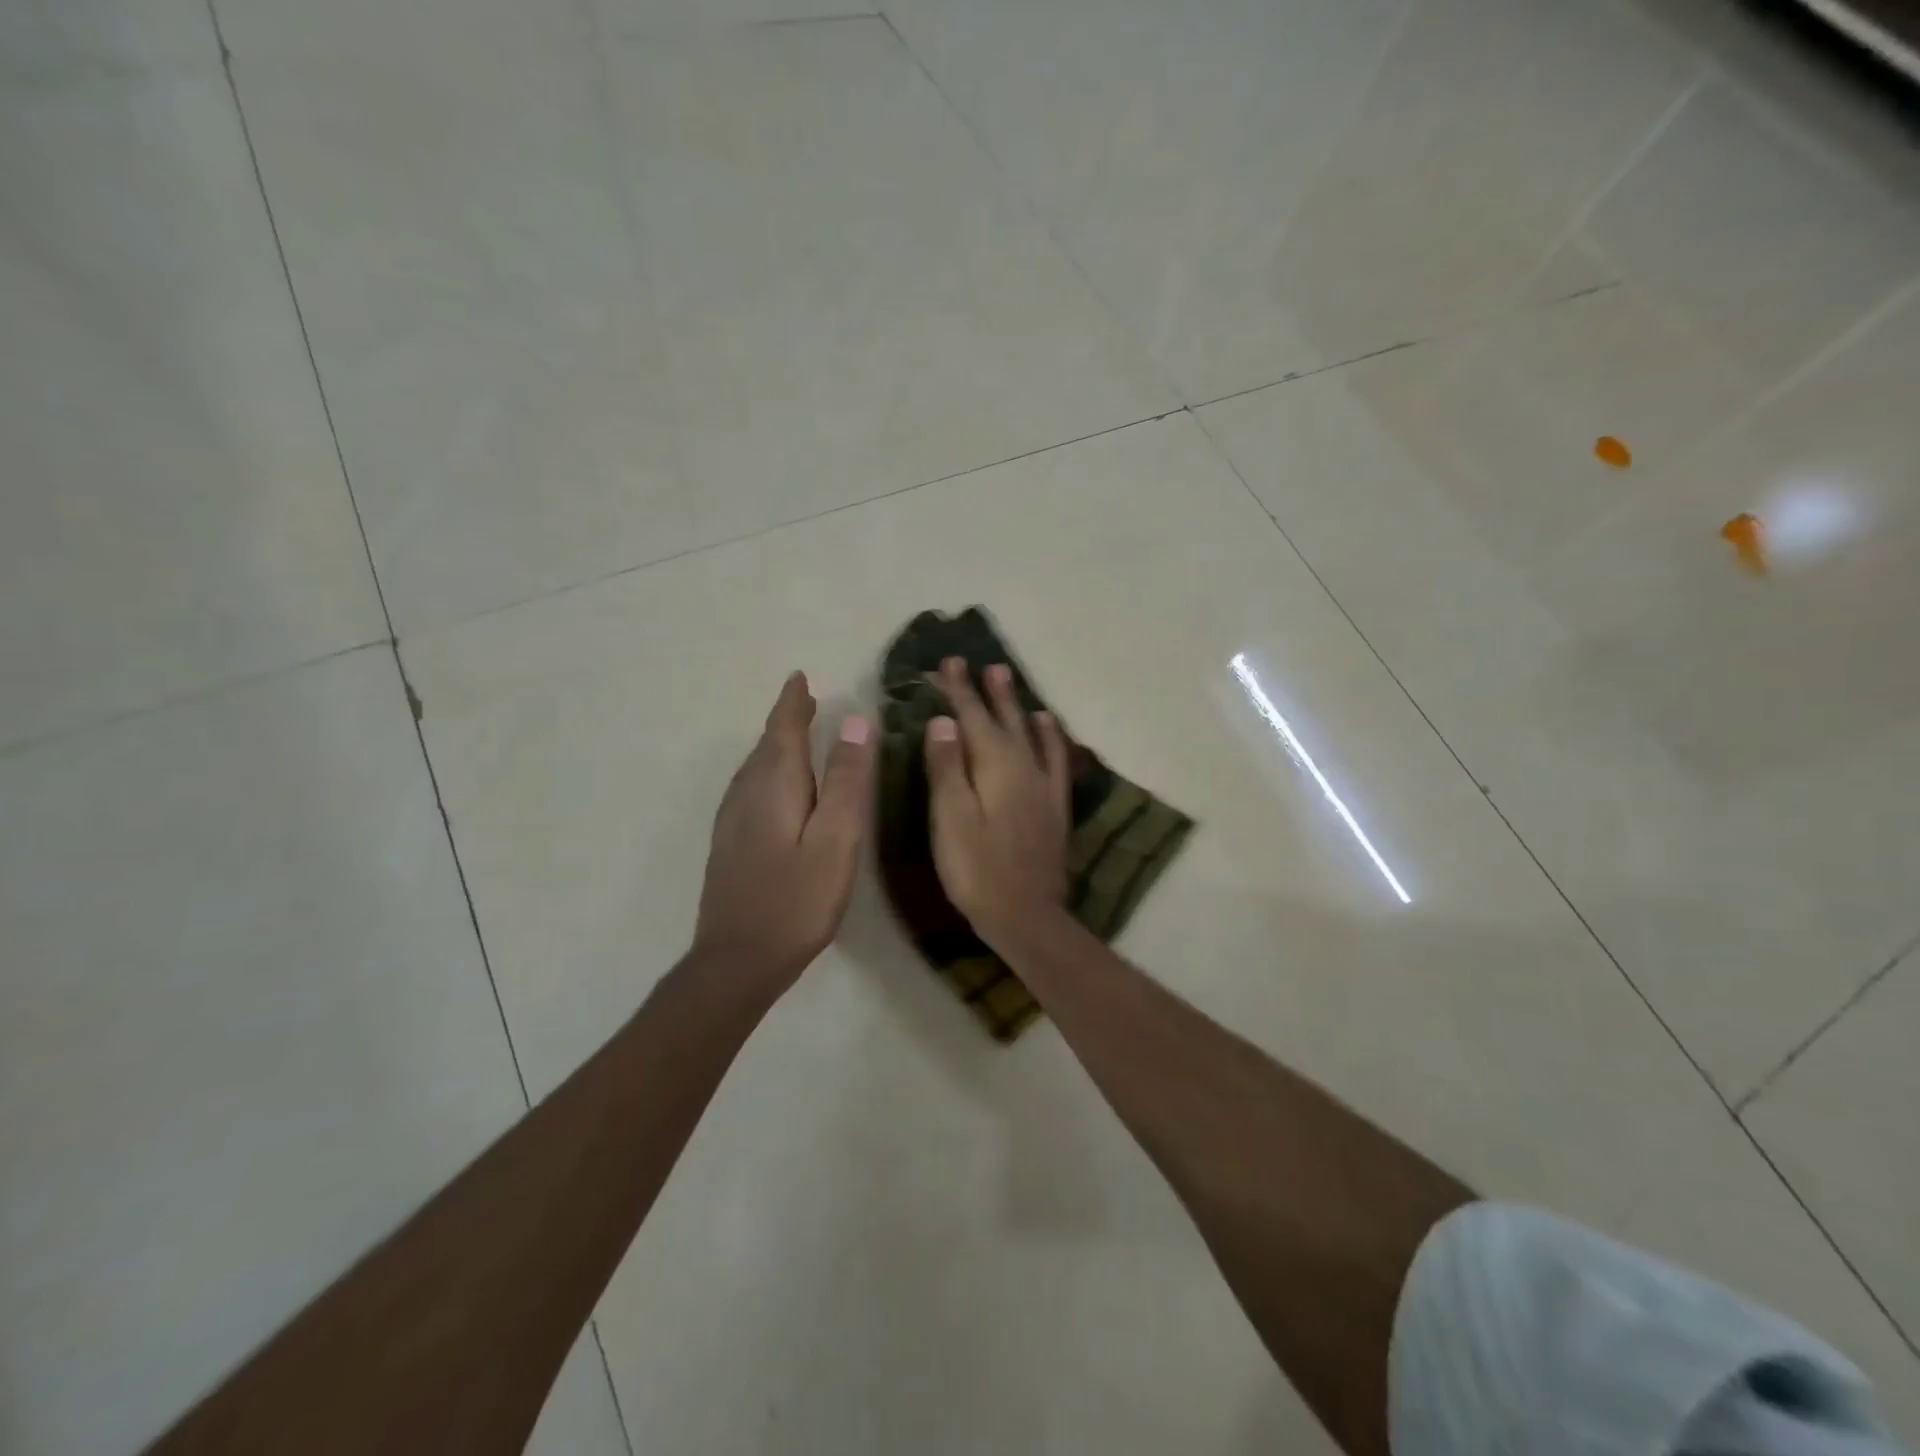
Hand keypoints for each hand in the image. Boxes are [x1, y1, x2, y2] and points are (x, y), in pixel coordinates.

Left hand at [693, 672, 875, 990]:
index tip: (800, 677)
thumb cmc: (797, 899)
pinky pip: (751, 789)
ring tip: (798, 734)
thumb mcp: (836, 839)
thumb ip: (845, 780)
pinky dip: (769, 772)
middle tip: (807, 701)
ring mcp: (732, 820)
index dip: (793, 702)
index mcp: (774, 785)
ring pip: (756, 768)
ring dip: (777, 745)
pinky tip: (778, 789)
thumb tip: (855, 722)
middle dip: (787, 720)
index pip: (783, 729)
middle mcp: (746, 793)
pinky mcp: (730, 844)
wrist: (737, 961)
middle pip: (767, 745)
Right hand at [922, 658, 1070, 947]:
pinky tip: (1046, 726)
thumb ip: (947, 767)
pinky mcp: (1054, 805)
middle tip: (980, 663)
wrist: (1026, 915)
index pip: (973, 717)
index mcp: (995, 766)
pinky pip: (1055, 758)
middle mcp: (1024, 766)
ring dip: (1017, 705)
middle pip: (1004, 719)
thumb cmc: (977, 869)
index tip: (949, 662)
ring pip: (1030, 732)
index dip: (959, 690)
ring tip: (1008, 679)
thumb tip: (944, 720)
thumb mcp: (951, 818)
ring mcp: (1043, 785)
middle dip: (988, 691)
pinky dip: (1050, 736)